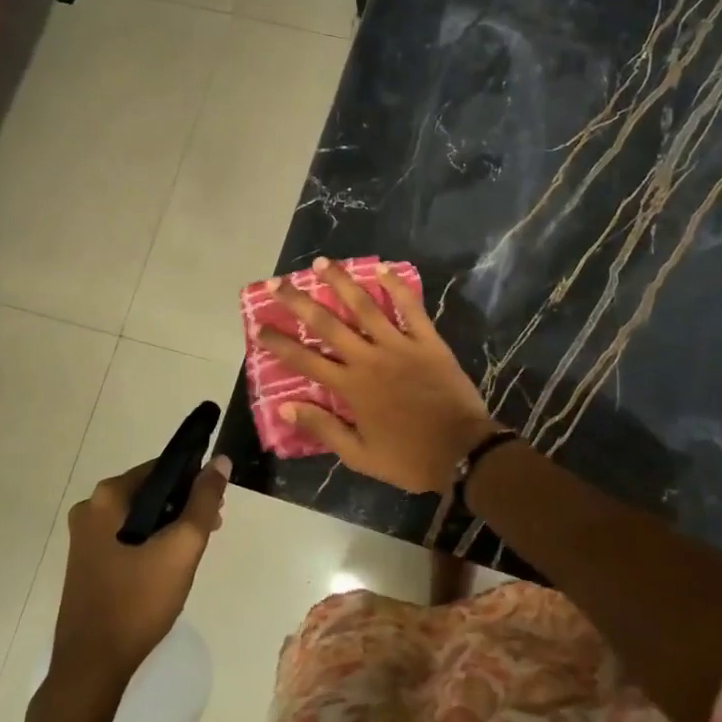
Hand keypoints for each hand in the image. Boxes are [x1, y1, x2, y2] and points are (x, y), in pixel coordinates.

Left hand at [49, 456, 228, 688]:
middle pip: (151, 491)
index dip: (194, 480)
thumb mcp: (182, 547)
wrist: (92, 668)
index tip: (216, 504)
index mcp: (107, 497)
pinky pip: (128, 537)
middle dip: (184, 505)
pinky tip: (169, 566)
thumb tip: (221, 461)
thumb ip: (205, 500)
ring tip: (194, 550)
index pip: (162, 468)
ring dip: (171, 525)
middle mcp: (90, 509)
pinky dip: (151, 542)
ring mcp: (84, 538)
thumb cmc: (138, 601)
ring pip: (141, 516)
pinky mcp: (87, 562)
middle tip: (211, 529)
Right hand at [258, 258, 502, 492]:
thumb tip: (285, 406)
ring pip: (365, 307)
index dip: (280, 343)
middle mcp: (369, 359)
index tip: (259, 326)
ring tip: (322, 263)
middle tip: (278, 283)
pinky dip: (397, 287)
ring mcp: (400, 346)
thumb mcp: (359, 455)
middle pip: (328, 324)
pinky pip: (411, 308)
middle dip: (300, 302)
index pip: (305, 360)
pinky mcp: (428, 341)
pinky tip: (383, 269)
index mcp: (351, 387)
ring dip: (342, 283)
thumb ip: (323, 428)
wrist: (462, 452)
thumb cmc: (409, 458)